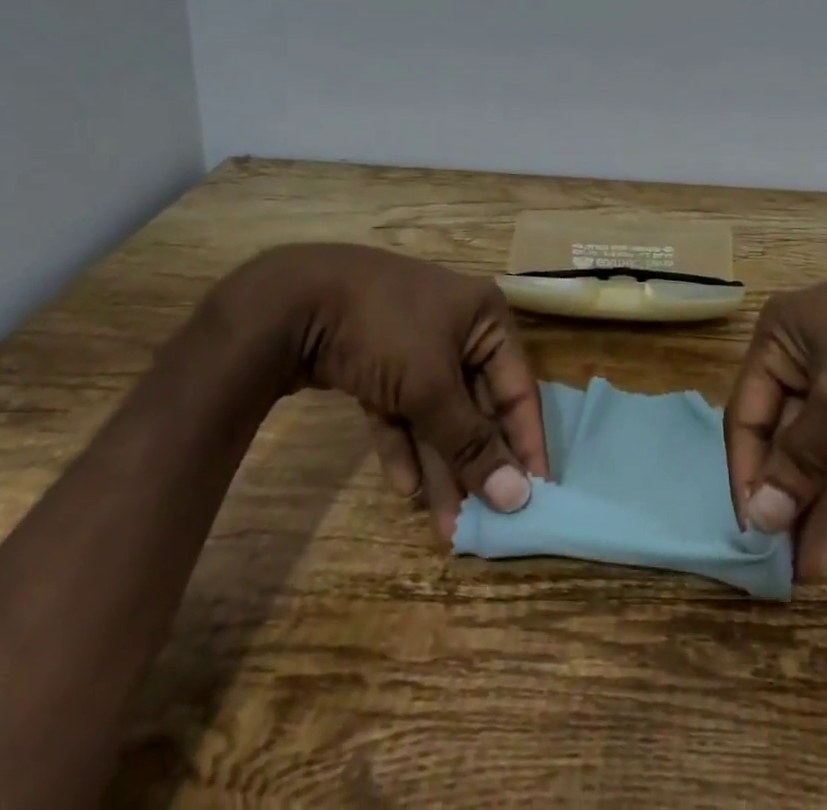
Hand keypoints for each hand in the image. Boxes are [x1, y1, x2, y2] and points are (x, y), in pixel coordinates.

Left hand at [210, 244, 548, 540]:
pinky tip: (405, 488)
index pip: (517, 388)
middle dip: (473, 462)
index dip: (524, 442)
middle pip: (475, 405)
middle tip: (479, 522)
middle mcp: (457, 329)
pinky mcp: (378, 363)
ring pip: (436, 412)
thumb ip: (471, 442)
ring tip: (443, 525)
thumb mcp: (431, 386)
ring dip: (439, 463)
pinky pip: (401, 409)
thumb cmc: (385, 330)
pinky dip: (403, 443)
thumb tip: (517, 497)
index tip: (534, 496)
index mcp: (485, 319)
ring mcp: (414, 345)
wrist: (293, 301)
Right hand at [724, 257, 826, 577]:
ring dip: (822, 489)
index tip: (754, 535)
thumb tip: (758, 518)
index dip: (748, 473)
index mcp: (779, 336)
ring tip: (816, 559)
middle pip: (786, 429)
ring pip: (824, 434)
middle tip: (787, 560)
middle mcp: (804, 346)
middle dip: (789, 492)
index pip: (748, 413)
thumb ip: (799, 459)